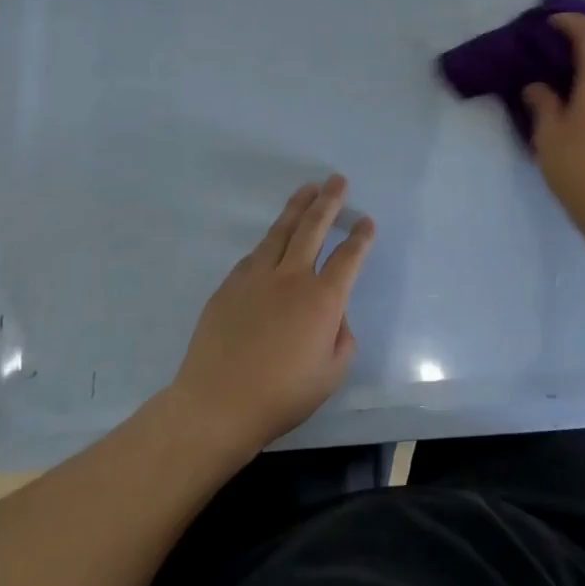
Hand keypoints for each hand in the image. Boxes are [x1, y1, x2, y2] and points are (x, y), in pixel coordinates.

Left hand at [171, 175, 374, 457]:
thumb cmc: (282, 395)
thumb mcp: (331, 374)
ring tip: (308, 189)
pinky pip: (255, 254)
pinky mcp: (230, 285)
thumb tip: (334, 317)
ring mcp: (256, 277)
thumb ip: (342, 338)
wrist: (217, 404)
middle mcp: (292, 278)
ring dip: (297, 207)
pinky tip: (273, 238)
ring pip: (280, 231)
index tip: (367, 222)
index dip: (361, 237)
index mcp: (323, 299)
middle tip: (337, 180)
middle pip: (314, 228)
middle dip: (329, 202)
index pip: (349, 257)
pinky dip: (270, 240)